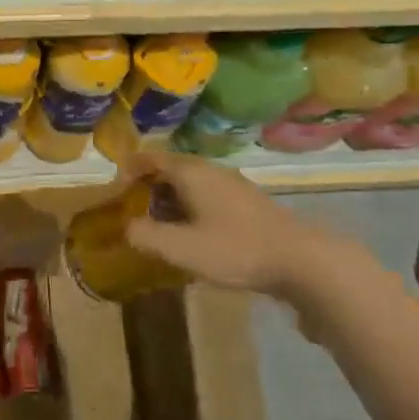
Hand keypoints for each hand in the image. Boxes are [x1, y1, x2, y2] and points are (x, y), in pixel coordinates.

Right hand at [120, 151, 356, 303]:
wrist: (303, 261)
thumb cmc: (235, 249)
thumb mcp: (182, 248)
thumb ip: (147, 236)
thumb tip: (127, 227)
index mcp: (191, 173)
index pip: (151, 158)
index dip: (130, 169)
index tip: (115, 186)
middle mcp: (211, 171)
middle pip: (171, 169)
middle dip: (149, 186)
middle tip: (134, 209)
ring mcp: (233, 185)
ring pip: (192, 183)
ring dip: (172, 199)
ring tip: (161, 225)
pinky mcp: (249, 203)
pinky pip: (209, 196)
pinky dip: (192, 208)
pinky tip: (195, 234)